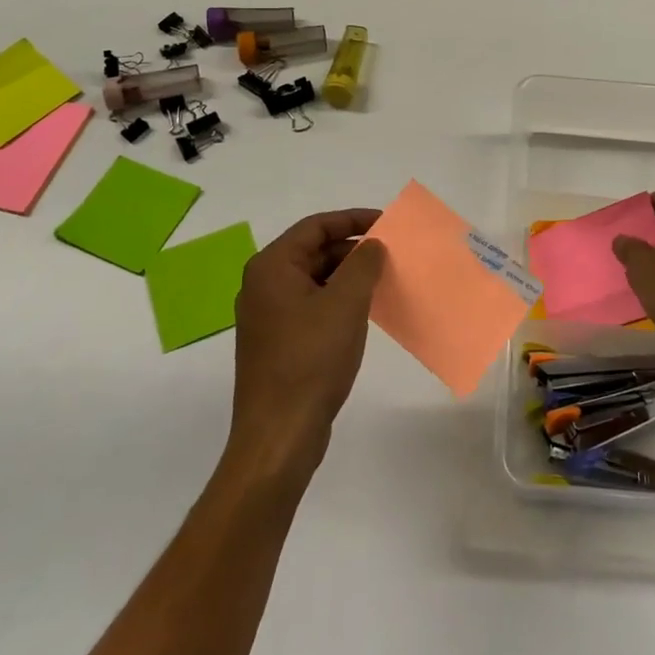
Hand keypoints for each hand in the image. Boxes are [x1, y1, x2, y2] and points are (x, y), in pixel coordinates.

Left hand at [229, 209, 384, 479]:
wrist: (279, 435)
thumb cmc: (311, 359)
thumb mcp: (345, 303)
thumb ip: (363, 264)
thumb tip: (372, 246)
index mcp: (272, 267)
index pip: (316, 227)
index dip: (353, 219)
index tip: (386, 222)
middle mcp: (263, 285)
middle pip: (313, 251)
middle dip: (353, 250)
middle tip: (390, 255)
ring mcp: (268, 316)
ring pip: (314, 280)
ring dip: (348, 276)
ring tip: (383, 281)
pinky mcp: (277, 342)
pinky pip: (311, 306)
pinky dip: (337, 301)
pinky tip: (363, 313)